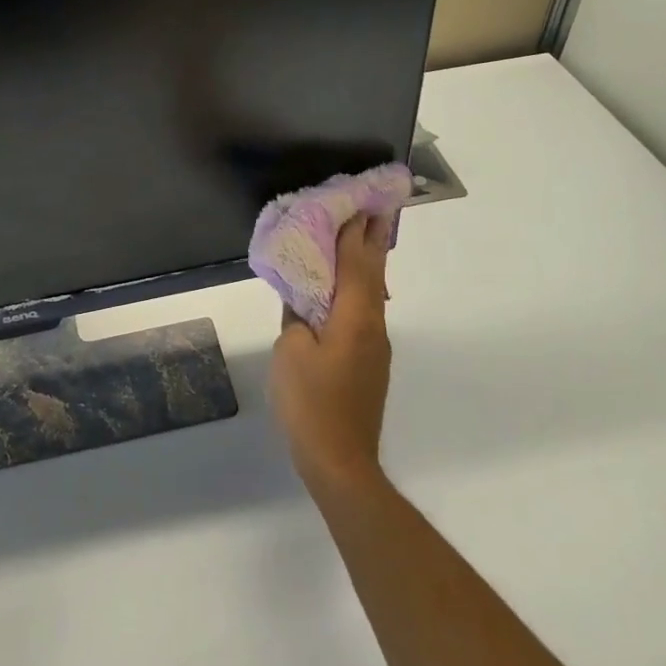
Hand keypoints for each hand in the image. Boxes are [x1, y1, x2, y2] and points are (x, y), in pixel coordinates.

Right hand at [269, 215, 392, 492]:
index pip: (356, 263)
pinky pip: (364, 314)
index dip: (353, 233)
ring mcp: (375, 347)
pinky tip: (343, 293)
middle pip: (373, 275)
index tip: (355, 204)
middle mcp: (372, 326)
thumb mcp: (291, 351)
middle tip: (371, 211)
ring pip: (371, 295)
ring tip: (356, 243)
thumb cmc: (310, 401)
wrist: (339, 460)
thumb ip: (297, 317)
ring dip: (365, 266)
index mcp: (354, 317)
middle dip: (371, 242)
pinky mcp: (369, 364)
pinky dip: (356, 292)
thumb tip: (305, 302)